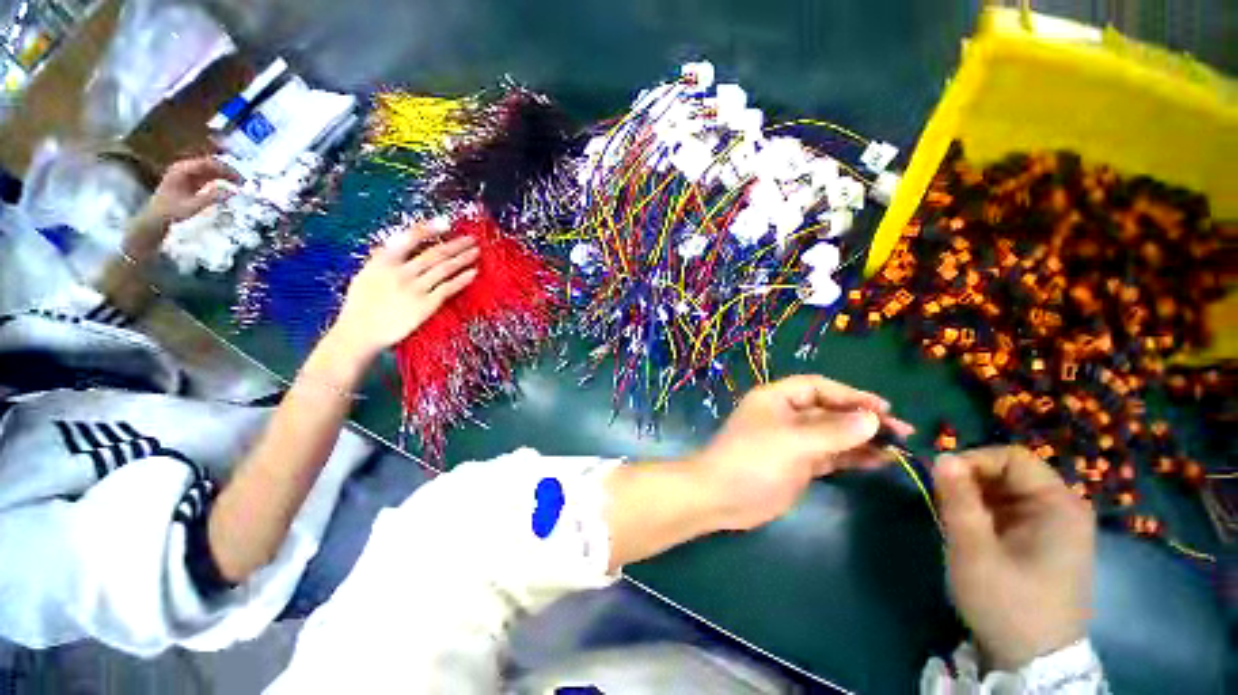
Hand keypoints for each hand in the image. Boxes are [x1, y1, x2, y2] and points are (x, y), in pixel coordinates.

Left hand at [142, 156, 241, 227]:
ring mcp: (187, 173)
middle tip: (243, 181)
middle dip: (227, 171)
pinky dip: (219, 179)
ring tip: (238, 183)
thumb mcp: (193, 206)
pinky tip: (228, 184)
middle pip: (210, 164)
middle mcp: (184, 168)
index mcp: (181, 170)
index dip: (225, 169)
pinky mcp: (190, 180)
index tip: (240, 178)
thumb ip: (213, 197)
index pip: (208, 163)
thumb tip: (234, 191)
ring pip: (210, 170)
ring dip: (224, 175)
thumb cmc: (172, 212)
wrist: (156, 217)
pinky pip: (207, 175)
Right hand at [328, 223, 478, 362]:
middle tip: (472, 239)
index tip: (446, 223)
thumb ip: (381, 259)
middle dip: (455, 245)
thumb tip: (395, 243)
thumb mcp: (365, 275)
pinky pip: (448, 289)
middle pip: (434, 254)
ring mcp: (414, 289)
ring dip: (463, 259)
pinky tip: (473, 273)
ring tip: (476, 252)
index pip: (409, 239)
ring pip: (444, 269)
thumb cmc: (361, 305)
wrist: (360, 333)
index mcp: (383, 262)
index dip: (429, 229)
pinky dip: (462, 279)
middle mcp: (400, 273)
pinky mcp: (426, 306)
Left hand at [689, 375, 913, 530]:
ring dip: (862, 439)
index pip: (818, 387)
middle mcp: (786, 415)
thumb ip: (833, 431)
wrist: (722, 497)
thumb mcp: (793, 442)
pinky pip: (830, 455)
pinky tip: (878, 461)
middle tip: (902, 432)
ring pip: (832, 435)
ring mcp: (792, 441)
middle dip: (862, 419)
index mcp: (776, 399)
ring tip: (897, 448)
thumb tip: (872, 419)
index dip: (850, 394)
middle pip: (829, 411)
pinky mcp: (798, 464)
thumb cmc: (752, 460)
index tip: (884, 409)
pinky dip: (852, 457)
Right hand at [934, 447, 1094, 670]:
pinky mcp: (1045, 541)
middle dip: (970, 482)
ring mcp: (1056, 526)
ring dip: (974, 499)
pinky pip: (1009, 511)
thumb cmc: (1008, 603)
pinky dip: (984, 514)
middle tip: (942, 504)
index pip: (1012, 458)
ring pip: (1006, 492)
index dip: (972, 460)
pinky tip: (970, 534)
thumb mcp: (974, 552)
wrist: (1035, 661)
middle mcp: (1063, 508)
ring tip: (953, 522)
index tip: (939, 479)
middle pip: (1009, 473)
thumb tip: (942, 457)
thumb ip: (958, 501)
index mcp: (1058, 506)